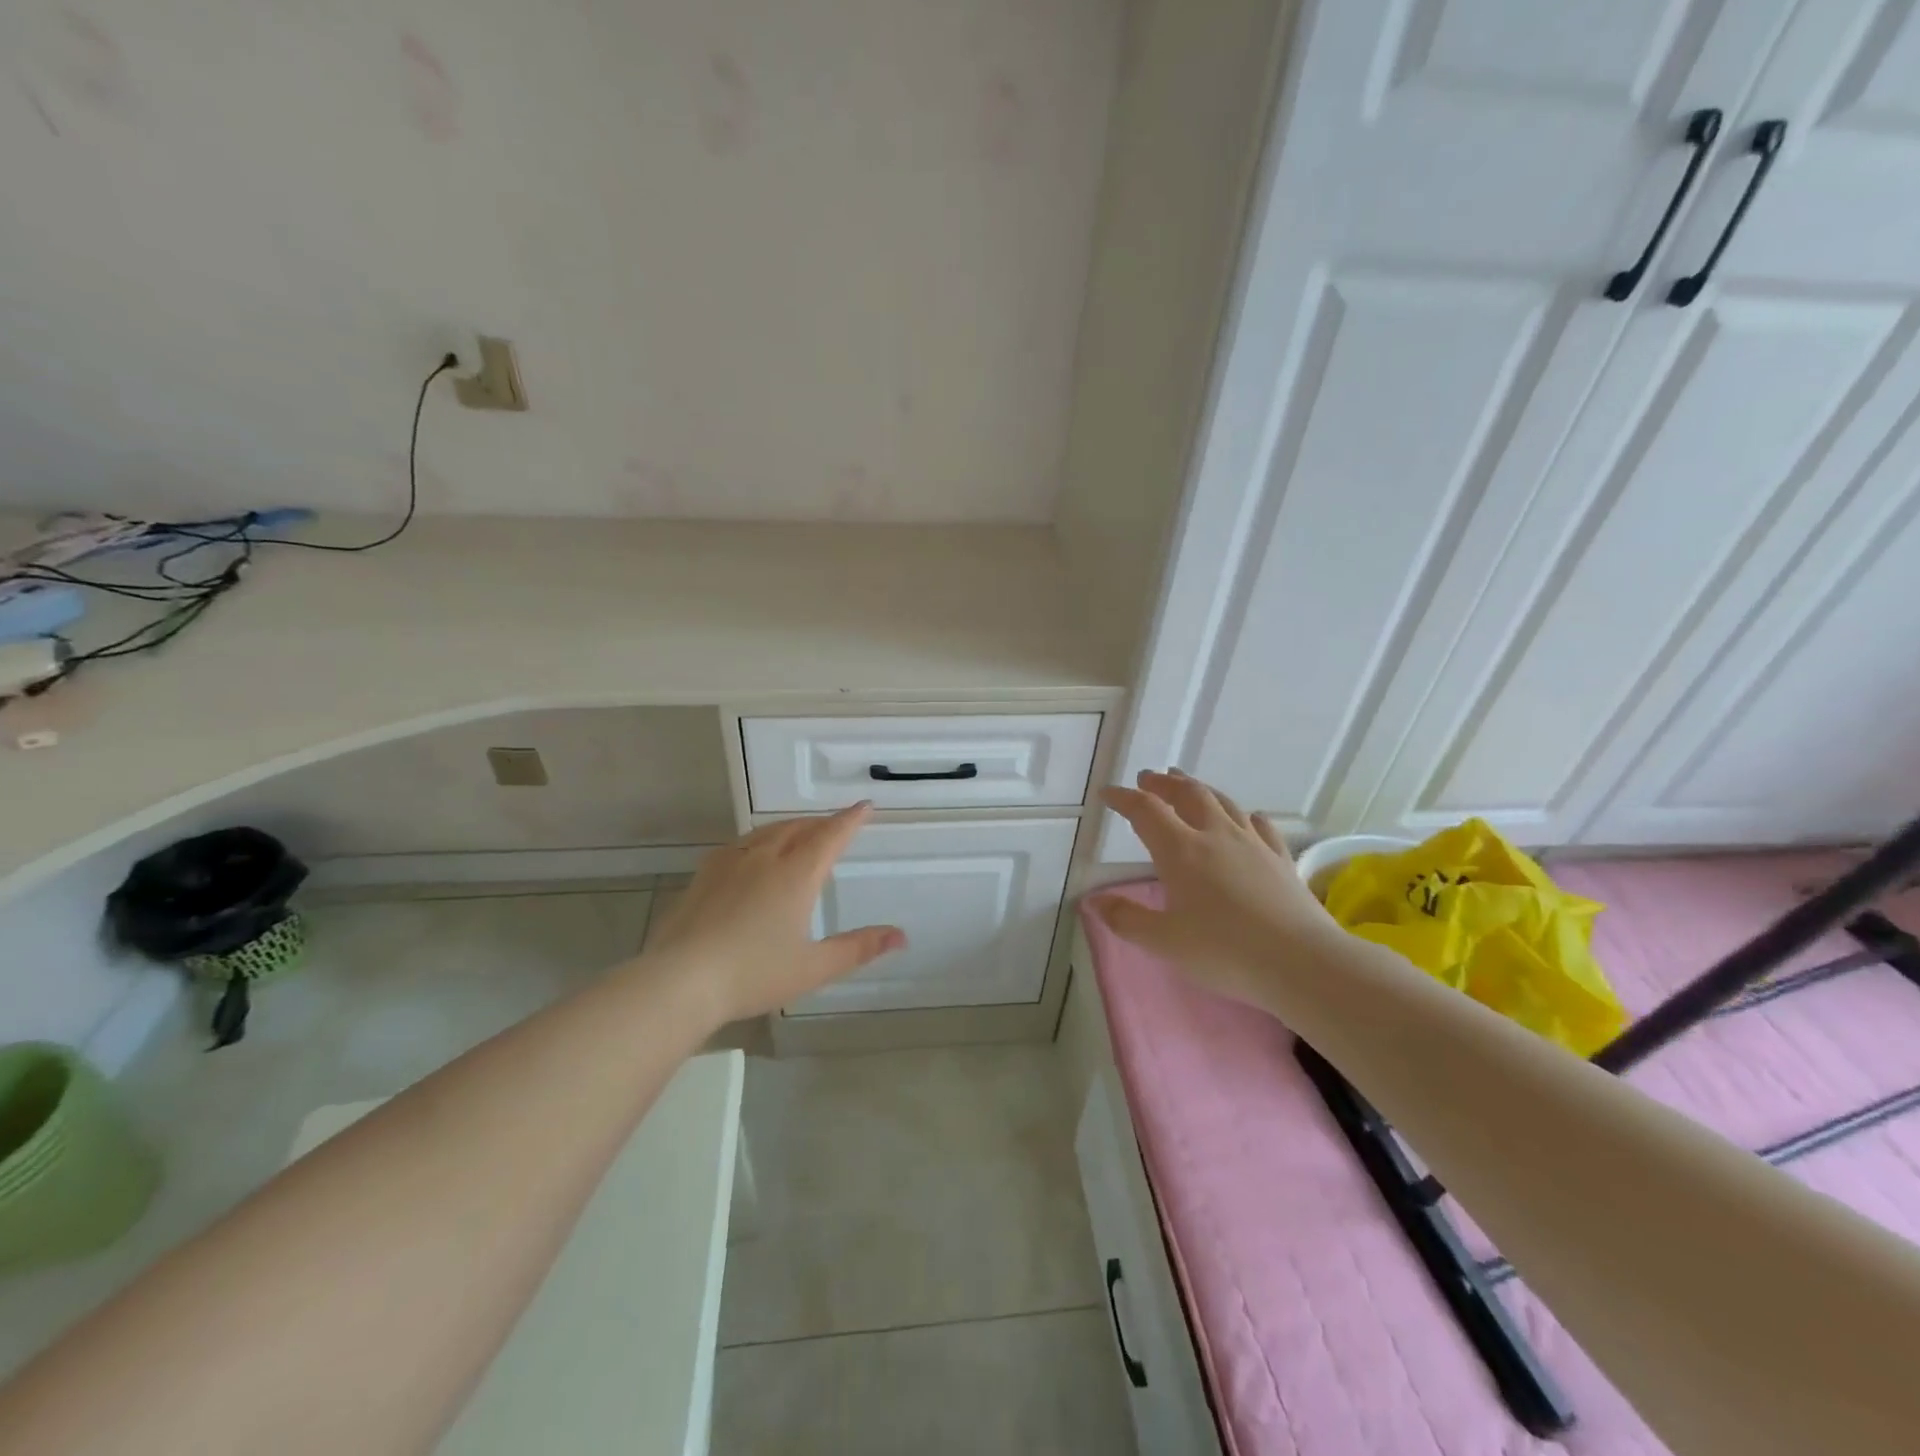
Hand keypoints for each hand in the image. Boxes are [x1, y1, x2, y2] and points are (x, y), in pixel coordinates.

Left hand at [642, 804, 905, 1024]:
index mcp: (796, 875)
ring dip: (791, 827)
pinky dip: (759, 840)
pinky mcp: (704, 874)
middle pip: (799, 828)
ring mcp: (730, 863)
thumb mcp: (813, 967)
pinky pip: (740, 844)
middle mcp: (765, 858)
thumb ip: (858, 948)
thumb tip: (901, 936)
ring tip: (800, 833)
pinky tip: (752, 854)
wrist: (680, 980)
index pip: (830, 836)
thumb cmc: (753, 974)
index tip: (865, 806)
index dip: (850, 820)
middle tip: (835, 826)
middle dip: (821, 823)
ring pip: (768, 832)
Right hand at [1097, 770, 1339, 1006]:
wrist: (1301, 962)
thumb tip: (1094, 901)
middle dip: (1164, 784)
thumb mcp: (1164, 942)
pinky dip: (1245, 815)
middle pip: (1187, 795)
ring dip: (1199, 789)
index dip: (1124, 798)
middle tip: (1149, 778)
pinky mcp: (1281, 858)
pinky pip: (1260, 825)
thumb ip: (1126, 919)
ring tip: (1187, 784)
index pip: (1146, 811)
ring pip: (1223, 802)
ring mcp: (1253, 844)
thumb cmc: (1224, 952)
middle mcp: (1215, 836)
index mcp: (1181, 851)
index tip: (1108, 794)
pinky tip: (1247, 817)